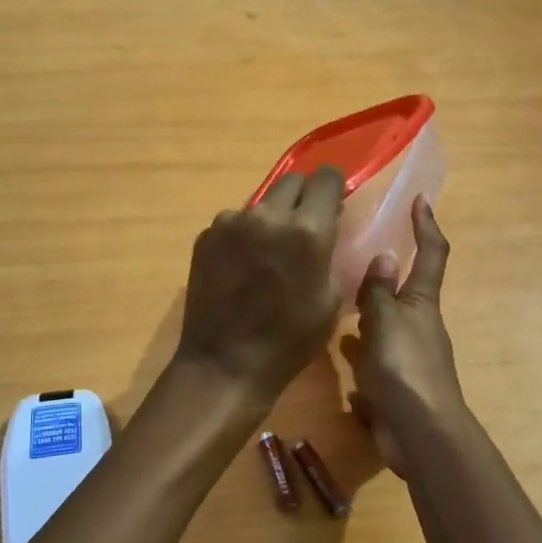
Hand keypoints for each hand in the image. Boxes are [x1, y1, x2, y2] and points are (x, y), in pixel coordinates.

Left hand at [174, 168, 344, 406]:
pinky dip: (245, 234)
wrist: (225, 364)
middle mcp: (268, 215)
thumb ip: (330, 253)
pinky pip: (235, 221)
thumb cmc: (290, 340)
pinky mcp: (207, 235)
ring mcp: (231, 222)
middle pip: (293, 181)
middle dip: (304, 196)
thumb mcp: (331, 299)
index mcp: (308, 230)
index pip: (327, 178)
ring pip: (262, 202)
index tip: (333, 203)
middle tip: (305, 225)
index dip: (334, 187)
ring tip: (269, 251)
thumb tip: (326, 227)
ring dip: (272, 216)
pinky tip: (242, 266)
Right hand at [347, 198, 463, 469]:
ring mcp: (409, 356)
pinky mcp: (397, 384)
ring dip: (367, 315)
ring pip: (386, 326)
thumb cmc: (403, 368)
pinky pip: (375, 361)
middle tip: (353, 257)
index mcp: (422, 302)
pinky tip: (339, 357)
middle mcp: (419, 325)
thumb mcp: (385, 322)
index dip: (426, 225)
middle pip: (405, 291)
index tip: (419, 200)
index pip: (431, 253)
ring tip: (335, 303)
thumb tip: (384, 255)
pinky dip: (361, 357)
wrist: (420, 433)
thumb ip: (379, 292)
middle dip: (385, 275)